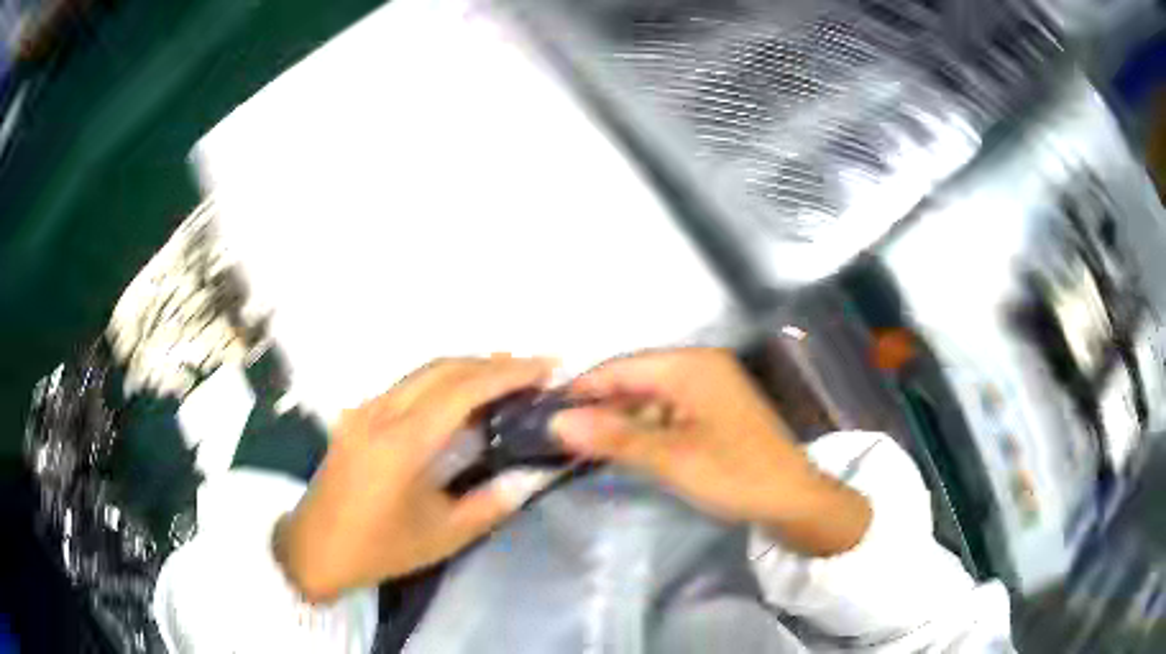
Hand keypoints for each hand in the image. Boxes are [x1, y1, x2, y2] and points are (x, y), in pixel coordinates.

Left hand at [274, 356, 553, 601]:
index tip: (548, 367)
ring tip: (508, 379)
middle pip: (443, 368)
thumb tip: (533, 475)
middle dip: (492, 362)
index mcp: (402, 443)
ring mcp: (364, 410)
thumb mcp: (443, 536)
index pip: (462, 389)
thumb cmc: (379, 549)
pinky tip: (463, 398)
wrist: (314, 549)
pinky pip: (408, 385)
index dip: (508, 372)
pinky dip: (443, 381)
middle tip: (535, 371)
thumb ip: (491, 503)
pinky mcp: (358, 415)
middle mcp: (380, 413)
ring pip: (424, 372)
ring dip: (468, 368)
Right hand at [552, 348, 870, 555]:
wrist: (794, 501)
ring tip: (580, 443)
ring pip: (649, 398)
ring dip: (619, 420)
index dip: (582, 388)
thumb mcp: (670, 458)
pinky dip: (643, 429)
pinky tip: (621, 448)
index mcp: (691, 365)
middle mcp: (700, 367)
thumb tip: (556, 421)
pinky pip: (667, 412)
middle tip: (558, 433)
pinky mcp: (714, 412)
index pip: (621, 367)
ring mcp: (709, 390)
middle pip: (635, 379)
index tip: (544, 410)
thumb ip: (613, 437)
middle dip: (599, 405)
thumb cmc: (735, 475)